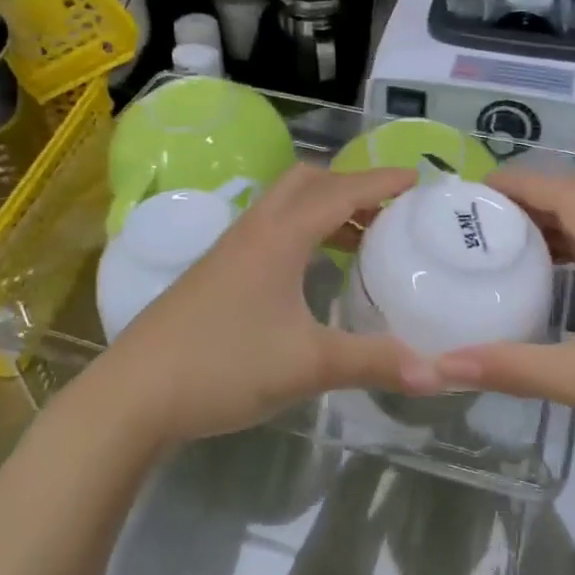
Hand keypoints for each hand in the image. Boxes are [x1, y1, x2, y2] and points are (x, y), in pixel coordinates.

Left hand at [85, 165, 440, 446]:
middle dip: (351, 186)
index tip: (419, 180)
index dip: (382, 182)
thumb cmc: (224, 366)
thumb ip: (374, 363)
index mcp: (279, 236)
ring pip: (285, 205)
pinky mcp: (216, 272)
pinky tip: (313, 273)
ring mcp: (230, 249)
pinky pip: (270, 230)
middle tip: (388, 213)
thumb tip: (440, 373)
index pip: (340, 191)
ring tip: (361, 241)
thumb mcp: (308, 365)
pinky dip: (303, 232)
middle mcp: (254, 229)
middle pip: (307, 182)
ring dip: (325, 209)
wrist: (134, 395)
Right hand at [434, 170, 574, 462]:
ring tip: (499, 242)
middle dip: (526, 204)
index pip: (566, 195)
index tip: (473, 189)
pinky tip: (546, 281)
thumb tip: (443, 365)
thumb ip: (515, 368)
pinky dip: (569, 256)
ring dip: (548, 229)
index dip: (520, 183)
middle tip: (475, 218)